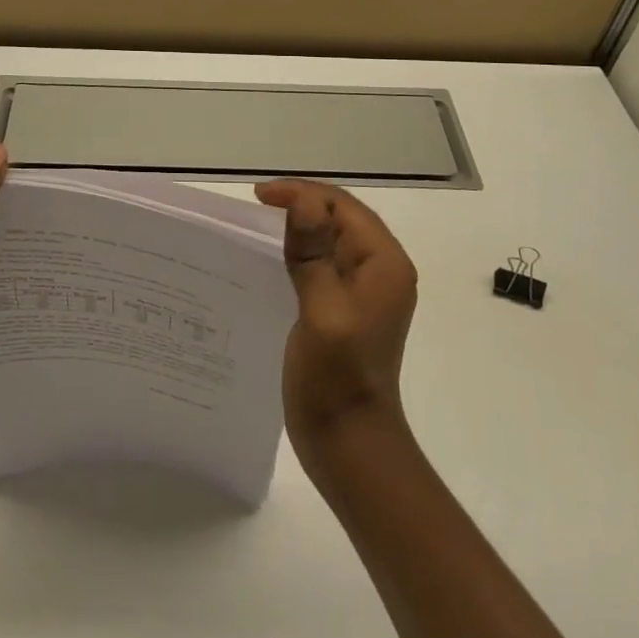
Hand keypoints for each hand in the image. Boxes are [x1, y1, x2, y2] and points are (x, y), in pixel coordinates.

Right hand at [255, 180, 418, 467]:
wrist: (349, 443)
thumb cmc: (337, 378)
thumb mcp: (323, 310)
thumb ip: (313, 253)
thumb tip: (303, 199)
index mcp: (383, 263)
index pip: (342, 207)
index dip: (301, 194)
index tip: (258, 197)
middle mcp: (380, 269)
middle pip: (340, 217)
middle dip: (300, 204)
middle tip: (255, 207)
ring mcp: (365, 290)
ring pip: (331, 239)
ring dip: (298, 227)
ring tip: (259, 227)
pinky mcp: (348, 307)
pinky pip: (325, 262)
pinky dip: (299, 252)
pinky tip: (272, 259)